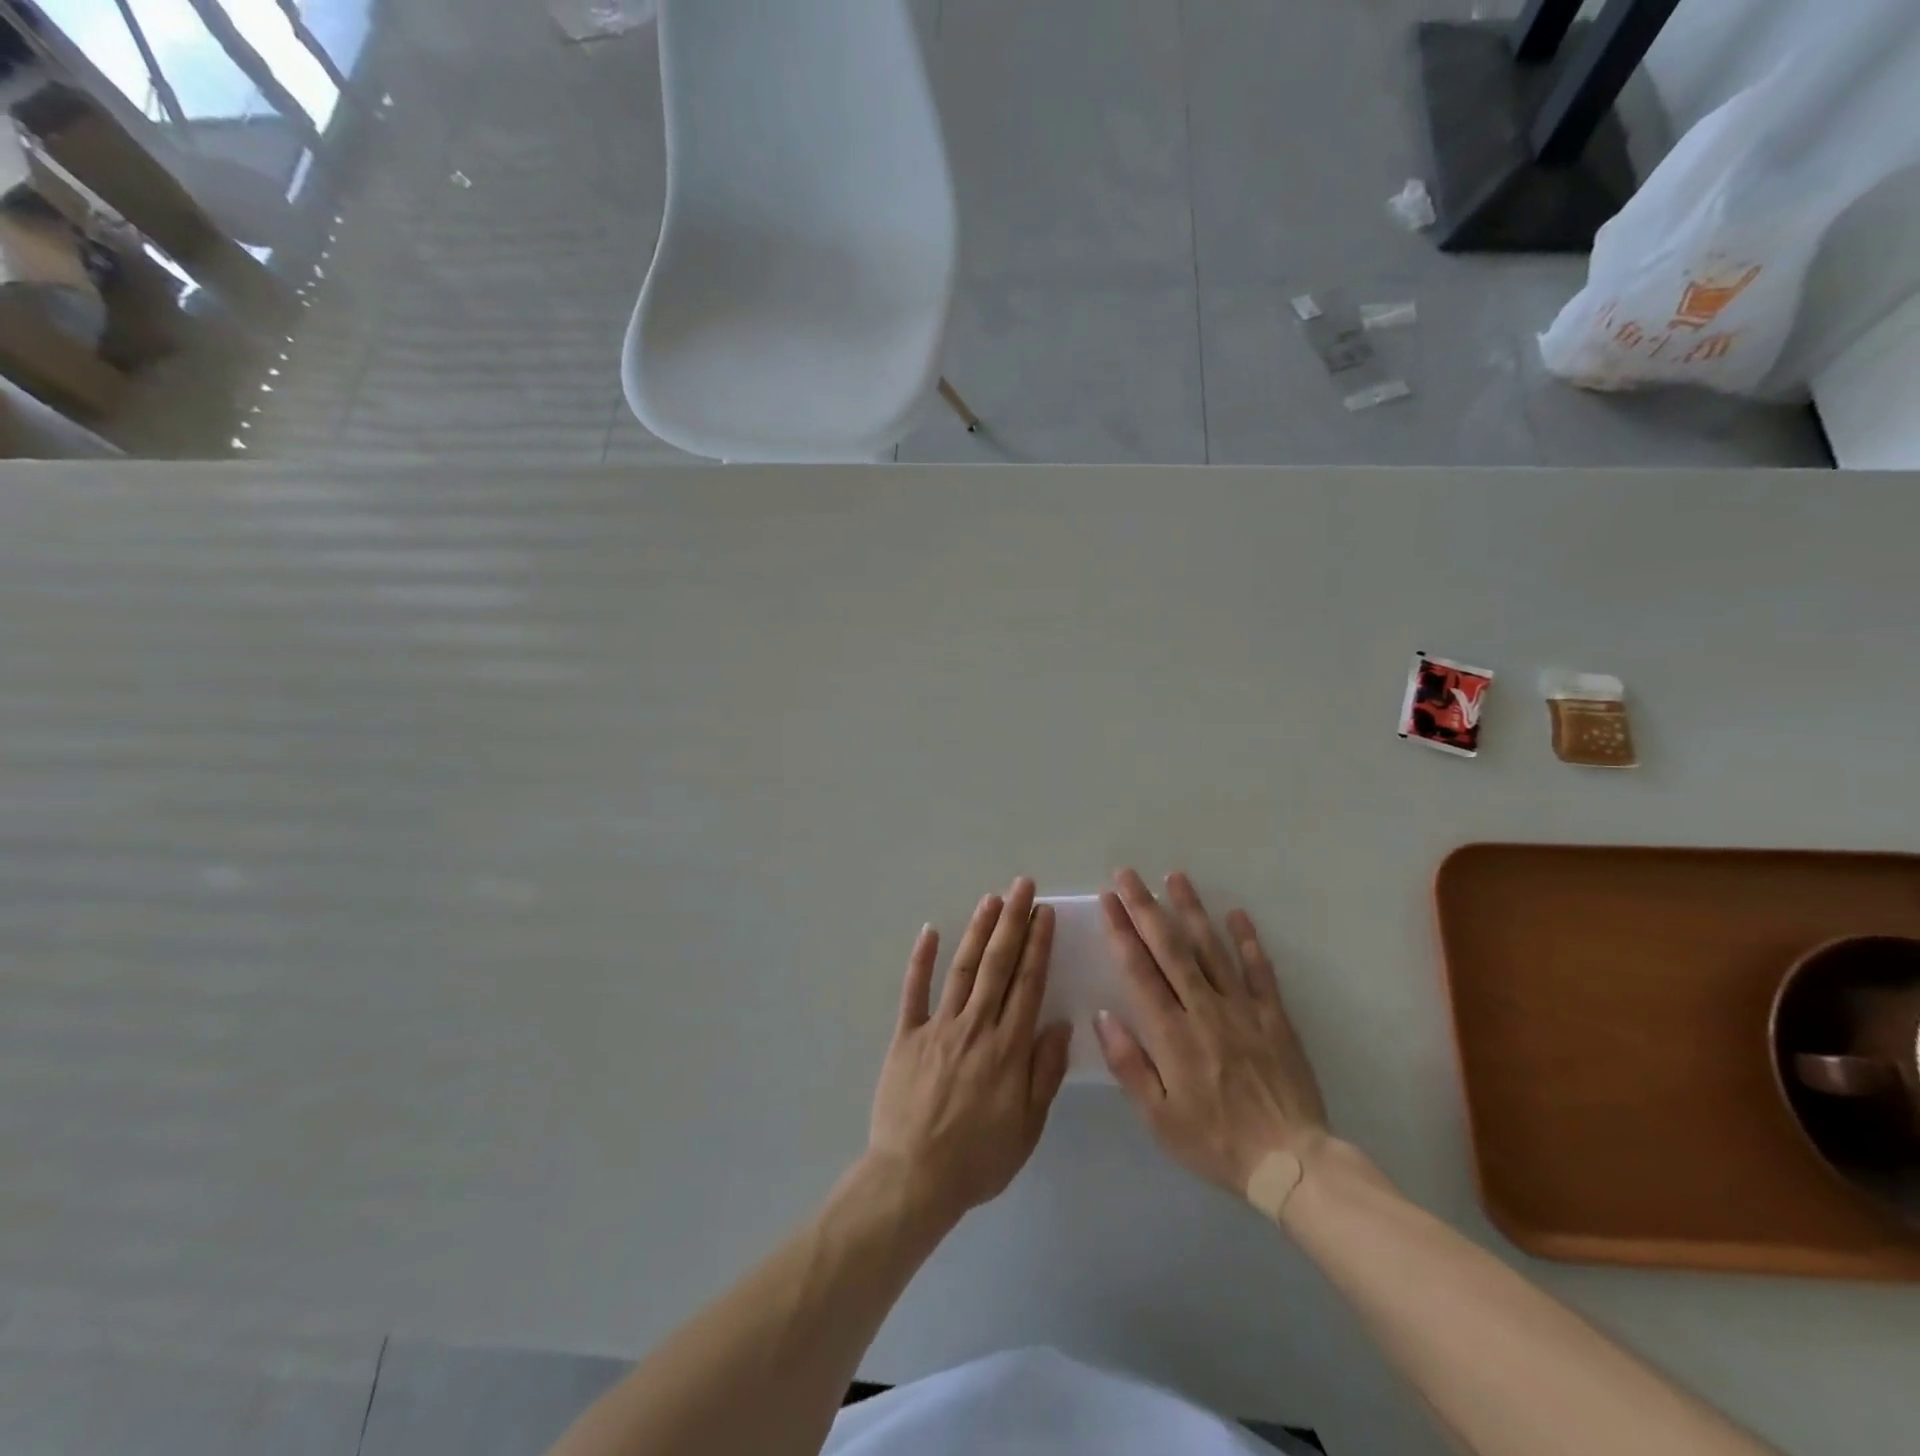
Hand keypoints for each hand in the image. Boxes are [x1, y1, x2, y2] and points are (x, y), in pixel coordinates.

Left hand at [866, 878, 1072, 1225]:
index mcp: (1008, 1049)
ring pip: (962, 968)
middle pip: (998, 965)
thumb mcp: (1028, 1126)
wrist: (914, 1178)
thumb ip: (1045, 1073)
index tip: (1044, 914)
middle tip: (1022, 886)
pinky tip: (930, 931)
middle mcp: (975, 1027)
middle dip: (1012, 921)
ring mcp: (938, 1027)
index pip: (1028, 984)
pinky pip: (913, 991)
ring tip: (991, 899)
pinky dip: (921, 959)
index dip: (1037, 945)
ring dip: (978, 931)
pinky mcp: (906, 1035)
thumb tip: (1059, 1024)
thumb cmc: (978, 1158)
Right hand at [1094, 869, 1328, 1198]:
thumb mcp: (1159, 1118)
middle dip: (1146, 907)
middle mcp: (1204, 1010)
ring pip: (1212, 948)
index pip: (1139, 970)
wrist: (1291, 1164)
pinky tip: (1237, 914)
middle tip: (1128, 874)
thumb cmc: (1215, 1142)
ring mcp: (1243, 1009)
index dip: (1121, 931)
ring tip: (1174, 877)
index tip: (1107, 899)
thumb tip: (1103, 1016)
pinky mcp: (1274, 1017)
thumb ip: (1129, 1065)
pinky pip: (1260, 971)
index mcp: (1172, 1034)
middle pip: (1170, 948)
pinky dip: (1249, 941)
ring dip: (1191, 910)